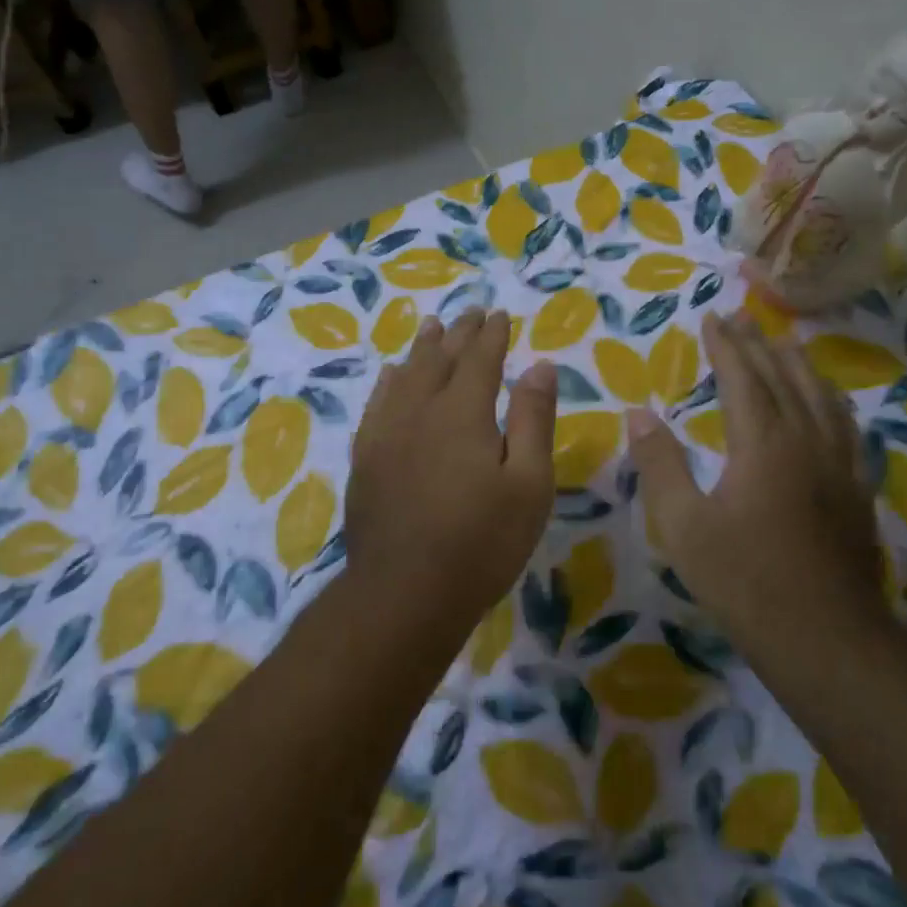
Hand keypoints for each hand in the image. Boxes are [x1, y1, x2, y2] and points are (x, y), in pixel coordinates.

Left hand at [346, 310, 557, 630]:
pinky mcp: (365, 459)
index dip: (491, 335)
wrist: (405, 593)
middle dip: (459, 334)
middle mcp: (420, 410)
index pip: (480, 359)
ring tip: (431, 327)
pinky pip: (376, 405)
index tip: (499, 315)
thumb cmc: (482, 542)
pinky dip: (388, 383)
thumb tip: (540, 366)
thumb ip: (533, 420)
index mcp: (463, 413)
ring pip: (405, 376)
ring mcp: (386, 434)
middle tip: (470, 313)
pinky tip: (391, 376)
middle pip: (440, 360)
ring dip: (422, 349)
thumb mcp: (529, 484)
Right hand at [627, 313, 887, 641]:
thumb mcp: (683, 525)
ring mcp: (840, 465)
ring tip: (788, 343)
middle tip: (742, 317)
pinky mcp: (858, 490)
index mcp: (763, 444)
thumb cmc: (744, 580)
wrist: (824, 636)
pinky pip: (849, 428)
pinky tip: (832, 404)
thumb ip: (661, 464)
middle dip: (759, 344)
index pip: (743, 378)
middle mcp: (807, 441)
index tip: (712, 317)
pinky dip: (834, 402)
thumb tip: (639, 413)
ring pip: (823, 397)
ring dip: (801, 365)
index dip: (726, 346)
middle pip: (784, 378)